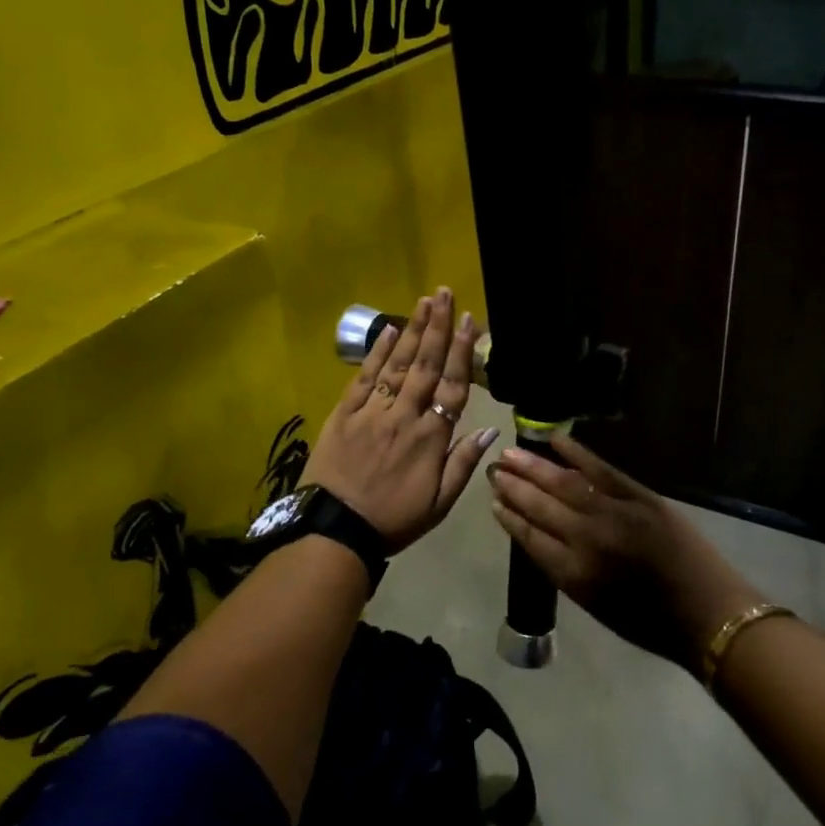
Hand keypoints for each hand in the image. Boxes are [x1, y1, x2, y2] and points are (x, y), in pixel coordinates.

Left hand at [302, 288, 499, 551]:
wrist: (334, 532)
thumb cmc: (393, 520)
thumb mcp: (439, 504)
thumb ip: (463, 464)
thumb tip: (490, 430)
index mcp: (430, 438)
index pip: (452, 387)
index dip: (461, 352)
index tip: (468, 321)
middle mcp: (404, 416)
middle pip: (425, 365)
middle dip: (437, 327)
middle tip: (444, 293)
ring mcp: (372, 412)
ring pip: (397, 364)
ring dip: (412, 330)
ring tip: (424, 301)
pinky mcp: (344, 414)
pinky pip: (364, 378)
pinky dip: (376, 353)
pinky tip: (389, 330)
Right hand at [490, 435, 762, 674]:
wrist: (709, 614)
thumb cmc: (651, 623)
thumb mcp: (596, 605)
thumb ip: (566, 569)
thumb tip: (543, 536)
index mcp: (573, 574)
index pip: (529, 537)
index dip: (509, 517)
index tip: (493, 500)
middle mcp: (587, 540)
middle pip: (541, 506)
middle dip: (514, 486)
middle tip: (494, 469)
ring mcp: (615, 513)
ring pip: (564, 483)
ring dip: (534, 466)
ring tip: (510, 454)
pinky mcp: (641, 497)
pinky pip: (602, 469)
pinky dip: (577, 453)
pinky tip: (555, 440)